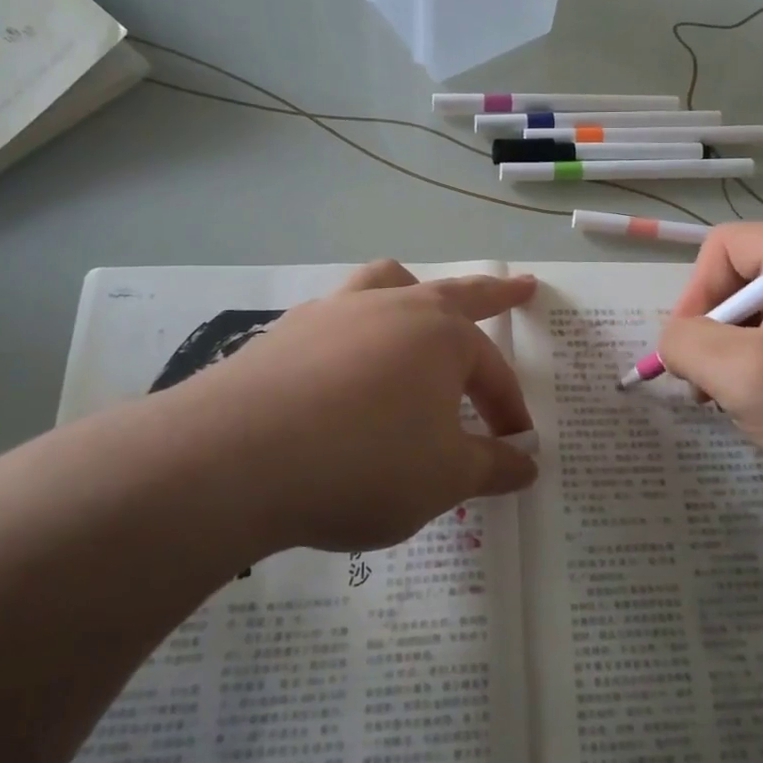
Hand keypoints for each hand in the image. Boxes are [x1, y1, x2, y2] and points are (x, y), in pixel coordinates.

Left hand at [149, 262, 538, 552]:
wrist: (236, 458)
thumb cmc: (364, 463)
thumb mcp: (443, 479)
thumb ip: (491, 468)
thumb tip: (526, 464)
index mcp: (442, 336)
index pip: (493, 372)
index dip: (509, 411)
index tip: (516, 448)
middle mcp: (393, 308)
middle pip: (456, 294)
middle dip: (494, 295)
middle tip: (520, 286)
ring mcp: (335, 313)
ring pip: (386, 283)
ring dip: (413, 290)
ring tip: (419, 300)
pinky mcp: (286, 332)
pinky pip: (336, 317)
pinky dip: (355, 330)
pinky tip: (344, 363)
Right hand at [657, 224, 762, 502]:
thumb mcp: (745, 377)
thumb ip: (688, 344)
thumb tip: (674, 338)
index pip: (723, 247)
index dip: (694, 296)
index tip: (691, 354)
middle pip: (742, 279)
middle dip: (717, 334)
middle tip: (710, 389)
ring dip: (740, 355)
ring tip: (743, 403)